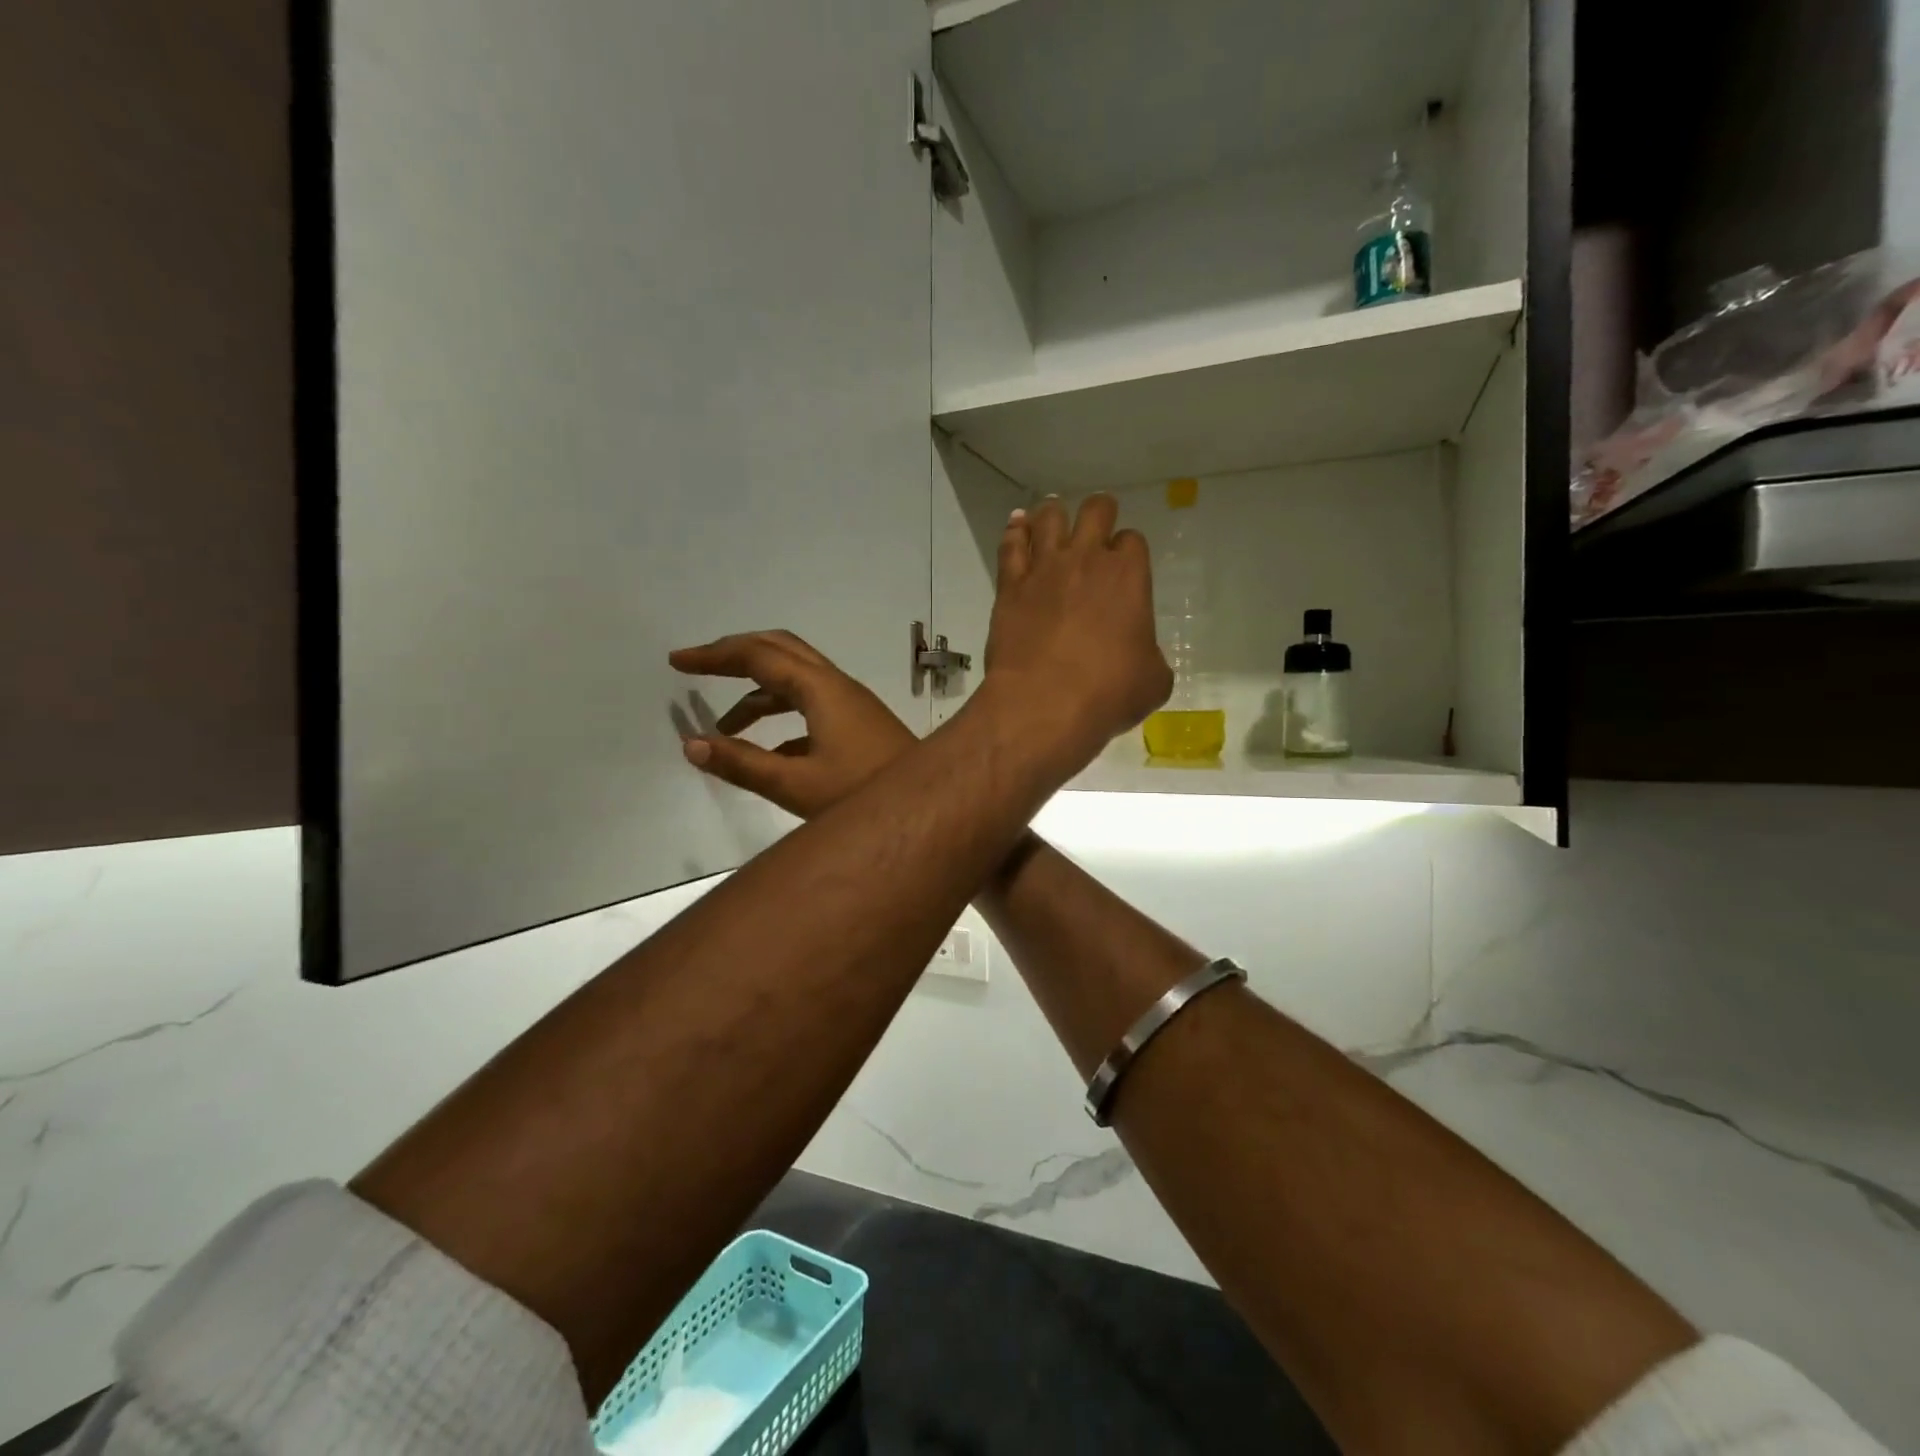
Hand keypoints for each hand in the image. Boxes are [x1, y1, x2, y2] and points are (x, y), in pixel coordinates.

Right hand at [669, 630, 914, 818]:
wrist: (928, 808)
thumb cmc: (862, 794)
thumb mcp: (796, 785)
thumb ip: (741, 763)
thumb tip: (690, 743)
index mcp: (820, 688)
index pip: (758, 655)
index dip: (715, 655)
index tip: (677, 662)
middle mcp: (836, 685)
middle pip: (780, 651)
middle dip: (736, 655)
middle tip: (697, 668)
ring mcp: (851, 703)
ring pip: (796, 681)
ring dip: (758, 694)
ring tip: (723, 727)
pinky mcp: (859, 723)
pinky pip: (811, 705)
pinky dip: (782, 716)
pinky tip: (767, 751)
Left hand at [981, 495, 1170, 765]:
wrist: (1043, 704)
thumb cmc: (1108, 693)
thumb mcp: (1152, 680)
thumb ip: (1150, 655)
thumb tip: (1139, 656)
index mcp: (1129, 576)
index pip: (1132, 541)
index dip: (1128, 551)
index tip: (1124, 566)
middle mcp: (1086, 560)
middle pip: (1095, 510)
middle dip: (1100, 513)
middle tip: (1096, 526)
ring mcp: (1044, 569)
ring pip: (1048, 517)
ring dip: (1054, 514)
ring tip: (1053, 518)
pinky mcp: (1010, 587)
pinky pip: (1011, 545)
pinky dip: (1015, 531)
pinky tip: (1017, 525)